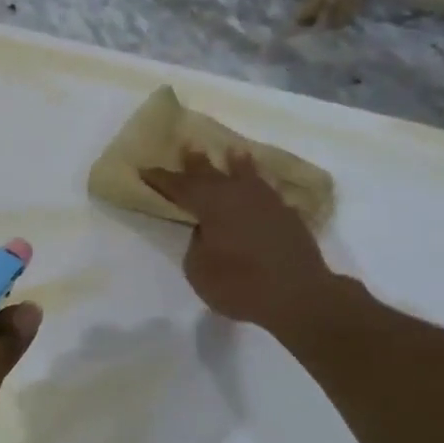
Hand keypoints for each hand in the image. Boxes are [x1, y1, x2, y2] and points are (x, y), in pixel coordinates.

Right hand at [142, 149, 349, 333]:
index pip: (180, 187)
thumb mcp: (199, 269)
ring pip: (248, 176)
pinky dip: (261, 187)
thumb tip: (207, 230)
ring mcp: (268, 203)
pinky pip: (269, 193)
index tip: (145, 169)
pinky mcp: (289, 217)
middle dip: (197, 163)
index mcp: (212, 204)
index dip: (161, 179)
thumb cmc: (239, 284)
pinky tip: (262, 188)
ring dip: (238, 164)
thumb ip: (198, 243)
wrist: (299, 296)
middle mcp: (240, 195)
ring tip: (234, 152)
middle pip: (213, 174)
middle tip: (189, 146)